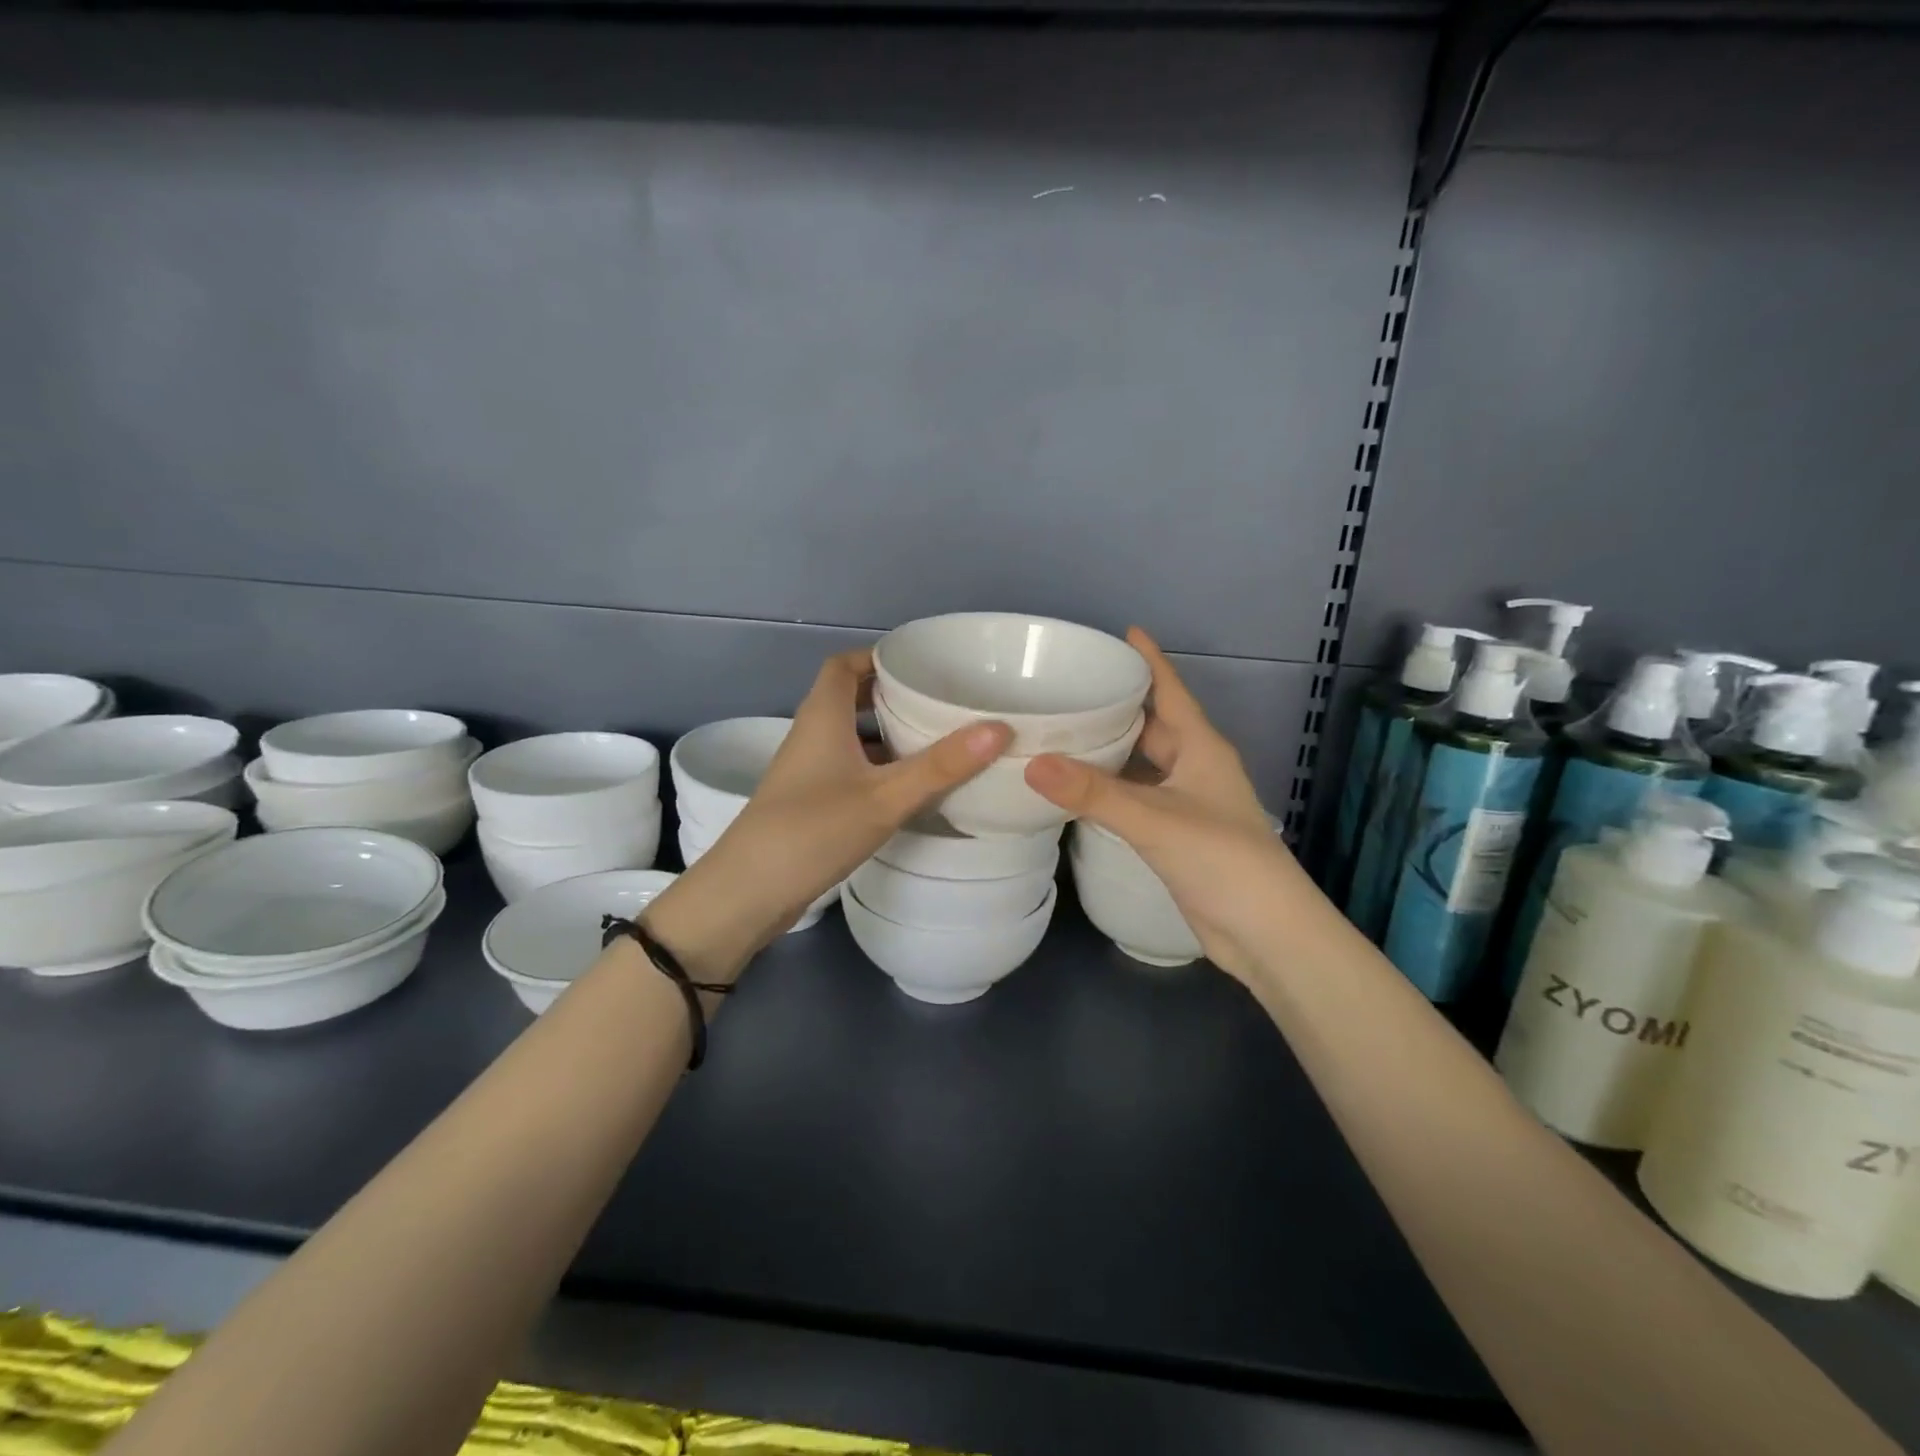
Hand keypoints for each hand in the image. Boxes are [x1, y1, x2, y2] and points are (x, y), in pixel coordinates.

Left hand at [644, 649, 1011, 978]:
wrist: (747, 893)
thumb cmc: (813, 830)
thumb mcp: (885, 796)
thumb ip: (941, 765)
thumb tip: (999, 728)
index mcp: (823, 716)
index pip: (845, 664)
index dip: (878, 656)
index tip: (922, 663)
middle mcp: (812, 735)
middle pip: (850, 698)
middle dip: (893, 694)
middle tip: (941, 700)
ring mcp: (808, 771)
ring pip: (852, 737)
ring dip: (888, 733)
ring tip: (938, 739)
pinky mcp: (810, 802)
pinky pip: (850, 769)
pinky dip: (879, 768)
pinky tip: (910, 787)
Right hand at [1024, 628, 1300, 984]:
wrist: (1266, 933)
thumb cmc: (1223, 860)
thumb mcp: (1155, 820)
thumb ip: (1094, 793)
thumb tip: (1031, 763)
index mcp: (1201, 748)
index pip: (1171, 691)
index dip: (1149, 660)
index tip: (1120, 633)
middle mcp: (1194, 767)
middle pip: (1152, 724)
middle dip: (1117, 704)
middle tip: (1067, 688)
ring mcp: (1186, 802)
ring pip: (1142, 763)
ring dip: (1109, 748)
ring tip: (1060, 731)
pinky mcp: (1175, 834)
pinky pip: (1136, 796)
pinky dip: (1109, 787)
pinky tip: (1078, 788)